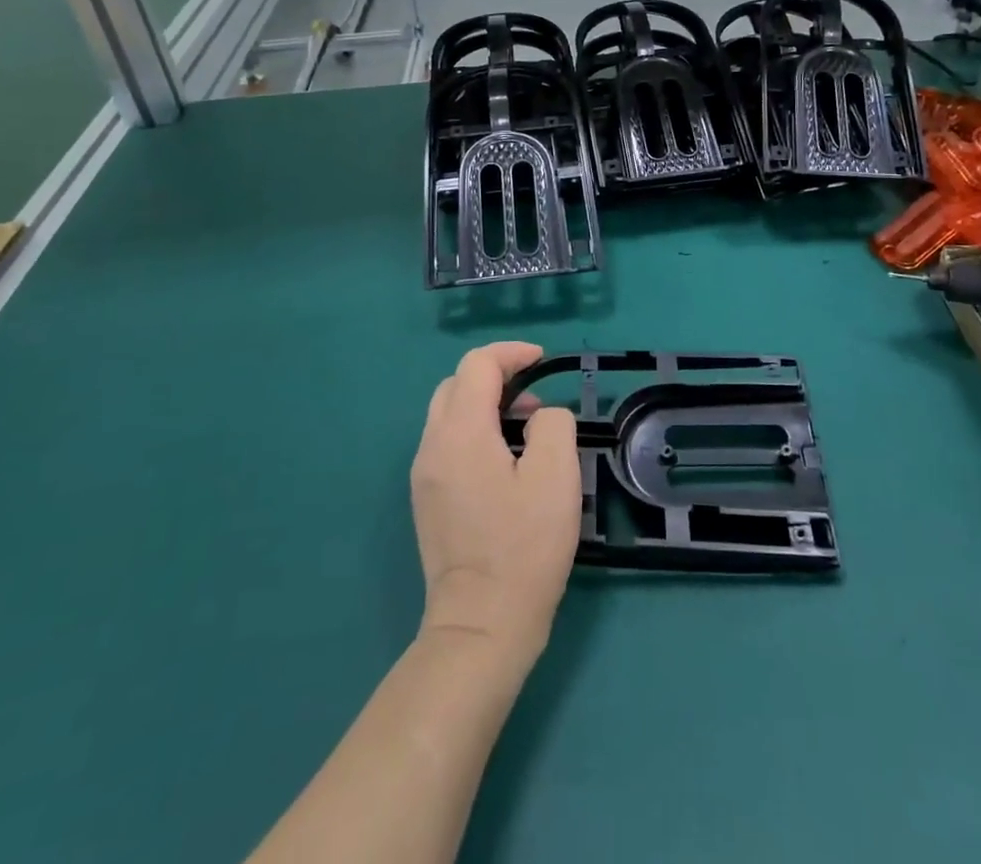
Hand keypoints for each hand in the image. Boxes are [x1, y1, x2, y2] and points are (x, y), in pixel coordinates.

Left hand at [410, 342, 579, 666]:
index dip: (511, 353)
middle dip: (496, 377)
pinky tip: (505, 463)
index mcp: (460, 433)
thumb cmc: (523, 547)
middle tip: (536, 401)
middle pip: (456, 385)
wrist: (481, 626)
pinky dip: (475, 432)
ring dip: (486, 406)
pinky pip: (448, 443)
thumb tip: (540, 418)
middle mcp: (432, 446)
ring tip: (527, 432)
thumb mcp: (555, 477)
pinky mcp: (428, 500)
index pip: (476, 366)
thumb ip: (552, 425)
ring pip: (449, 415)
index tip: (543, 360)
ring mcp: (424, 475)